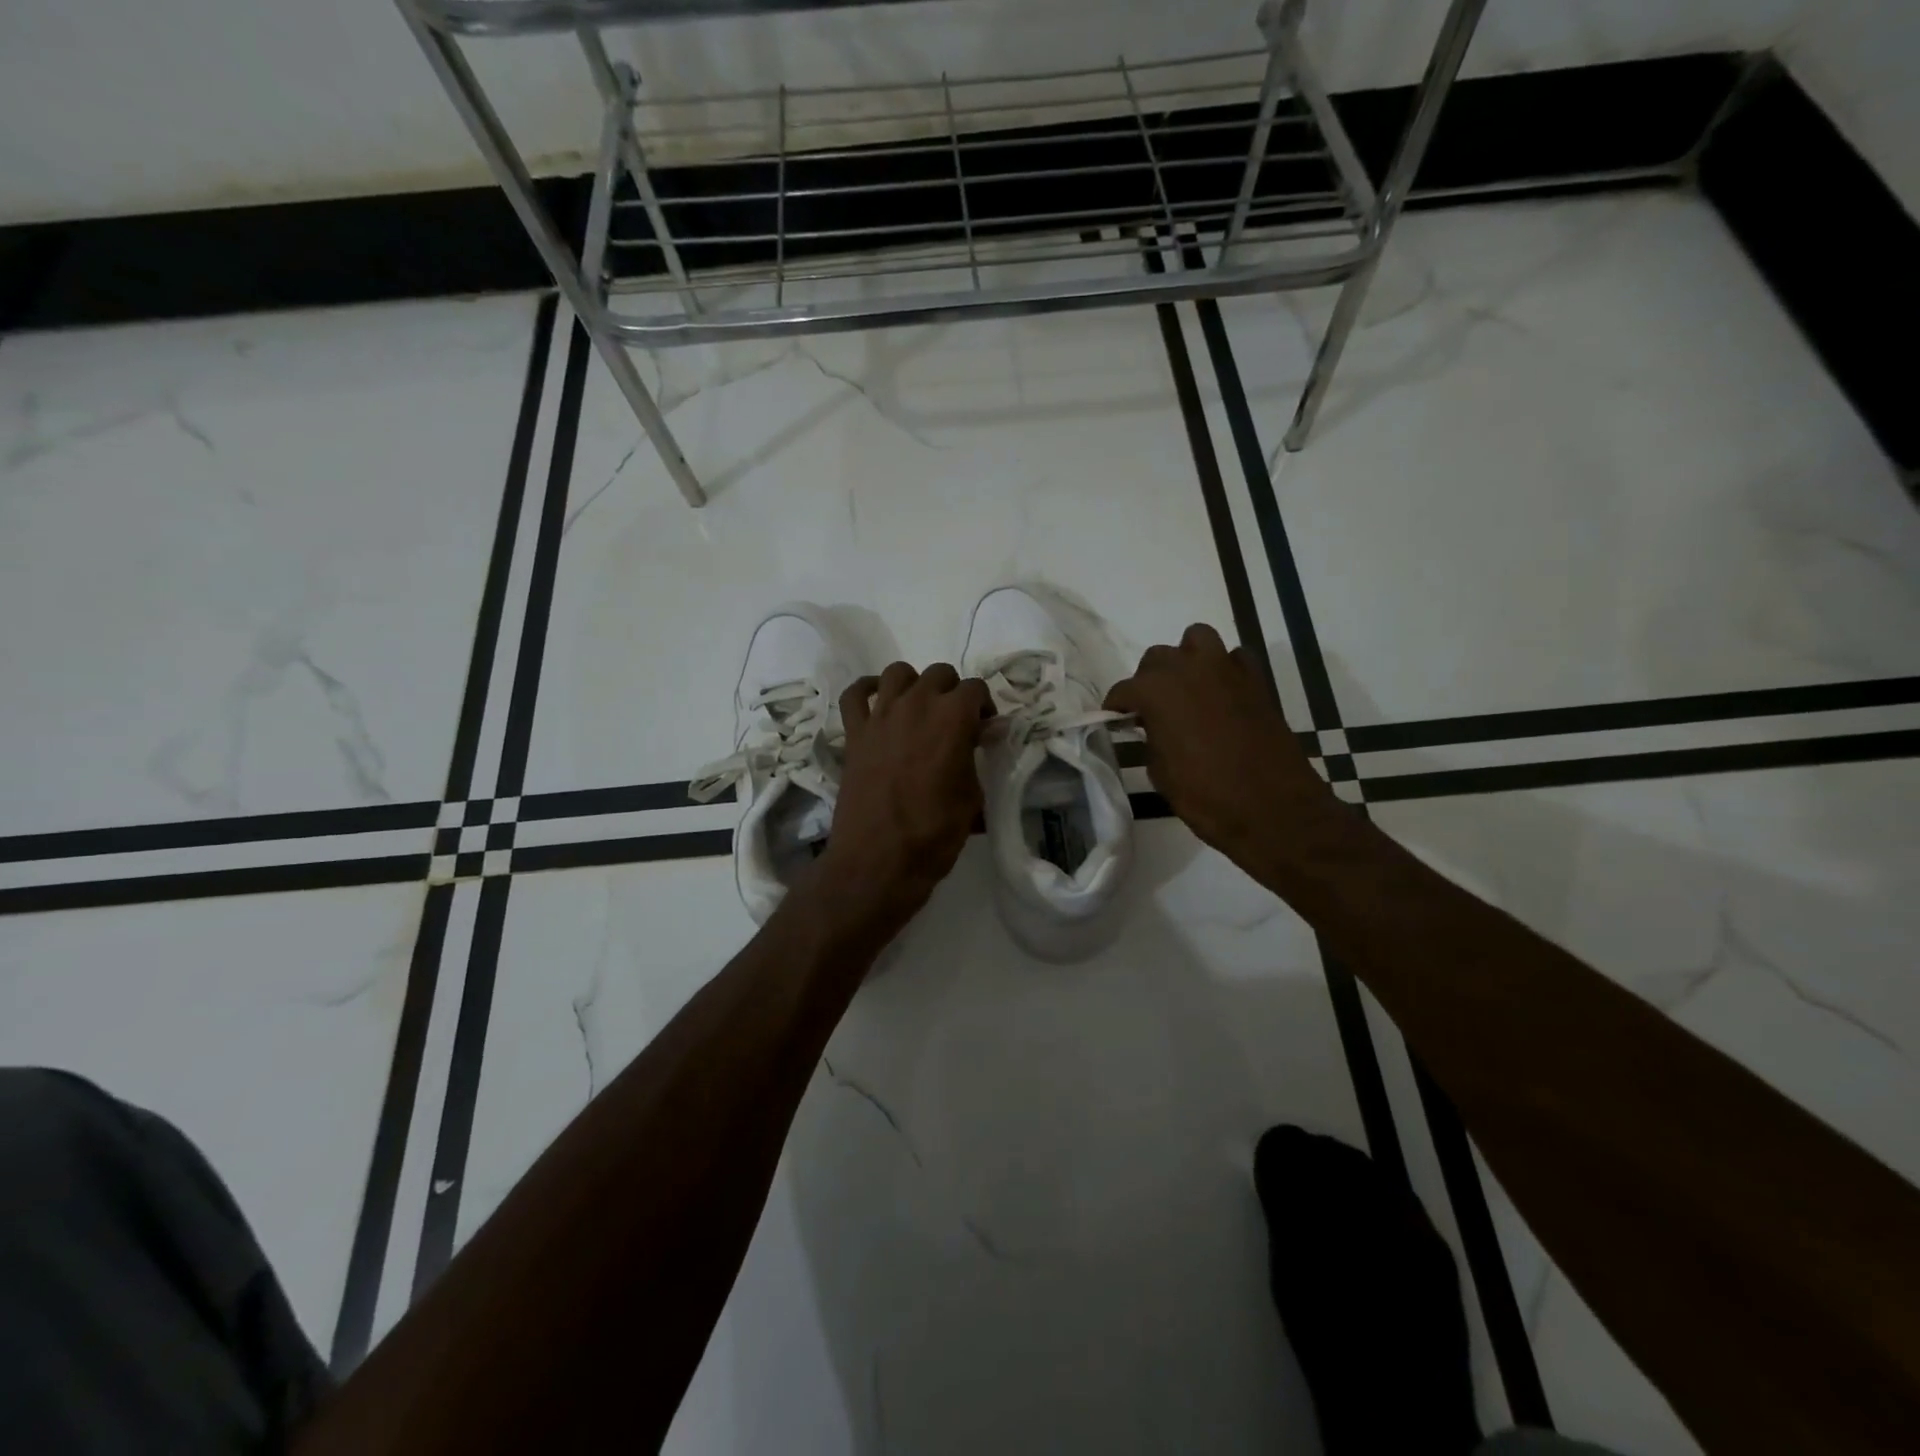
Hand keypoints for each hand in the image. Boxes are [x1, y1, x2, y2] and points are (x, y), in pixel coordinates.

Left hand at [813, 661, 992, 941]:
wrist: (879, 860)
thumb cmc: (934, 833)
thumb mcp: (972, 798)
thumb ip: (974, 762)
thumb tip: (975, 748)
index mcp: (953, 718)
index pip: (976, 689)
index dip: (984, 707)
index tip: (984, 730)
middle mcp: (916, 704)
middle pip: (939, 674)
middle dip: (952, 692)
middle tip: (955, 723)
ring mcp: (880, 715)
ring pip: (898, 673)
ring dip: (914, 685)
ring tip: (919, 710)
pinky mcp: (854, 732)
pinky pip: (855, 694)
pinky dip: (867, 691)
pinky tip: (878, 702)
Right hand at [1105, 624, 1334, 860]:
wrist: (1271, 808)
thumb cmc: (1205, 795)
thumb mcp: (1160, 772)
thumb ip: (1151, 737)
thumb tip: (1153, 727)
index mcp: (1157, 691)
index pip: (1124, 690)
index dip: (1116, 707)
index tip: (1114, 720)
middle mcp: (1189, 669)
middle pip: (1158, 658)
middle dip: (1149, 680)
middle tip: (1150, 711)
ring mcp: (1227, 670)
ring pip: (1197, 640)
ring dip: (1186, 659)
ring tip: (1186, 690)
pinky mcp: (1257, 681)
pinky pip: (1234, 658)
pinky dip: (1224, 670)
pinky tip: (1221, 695)